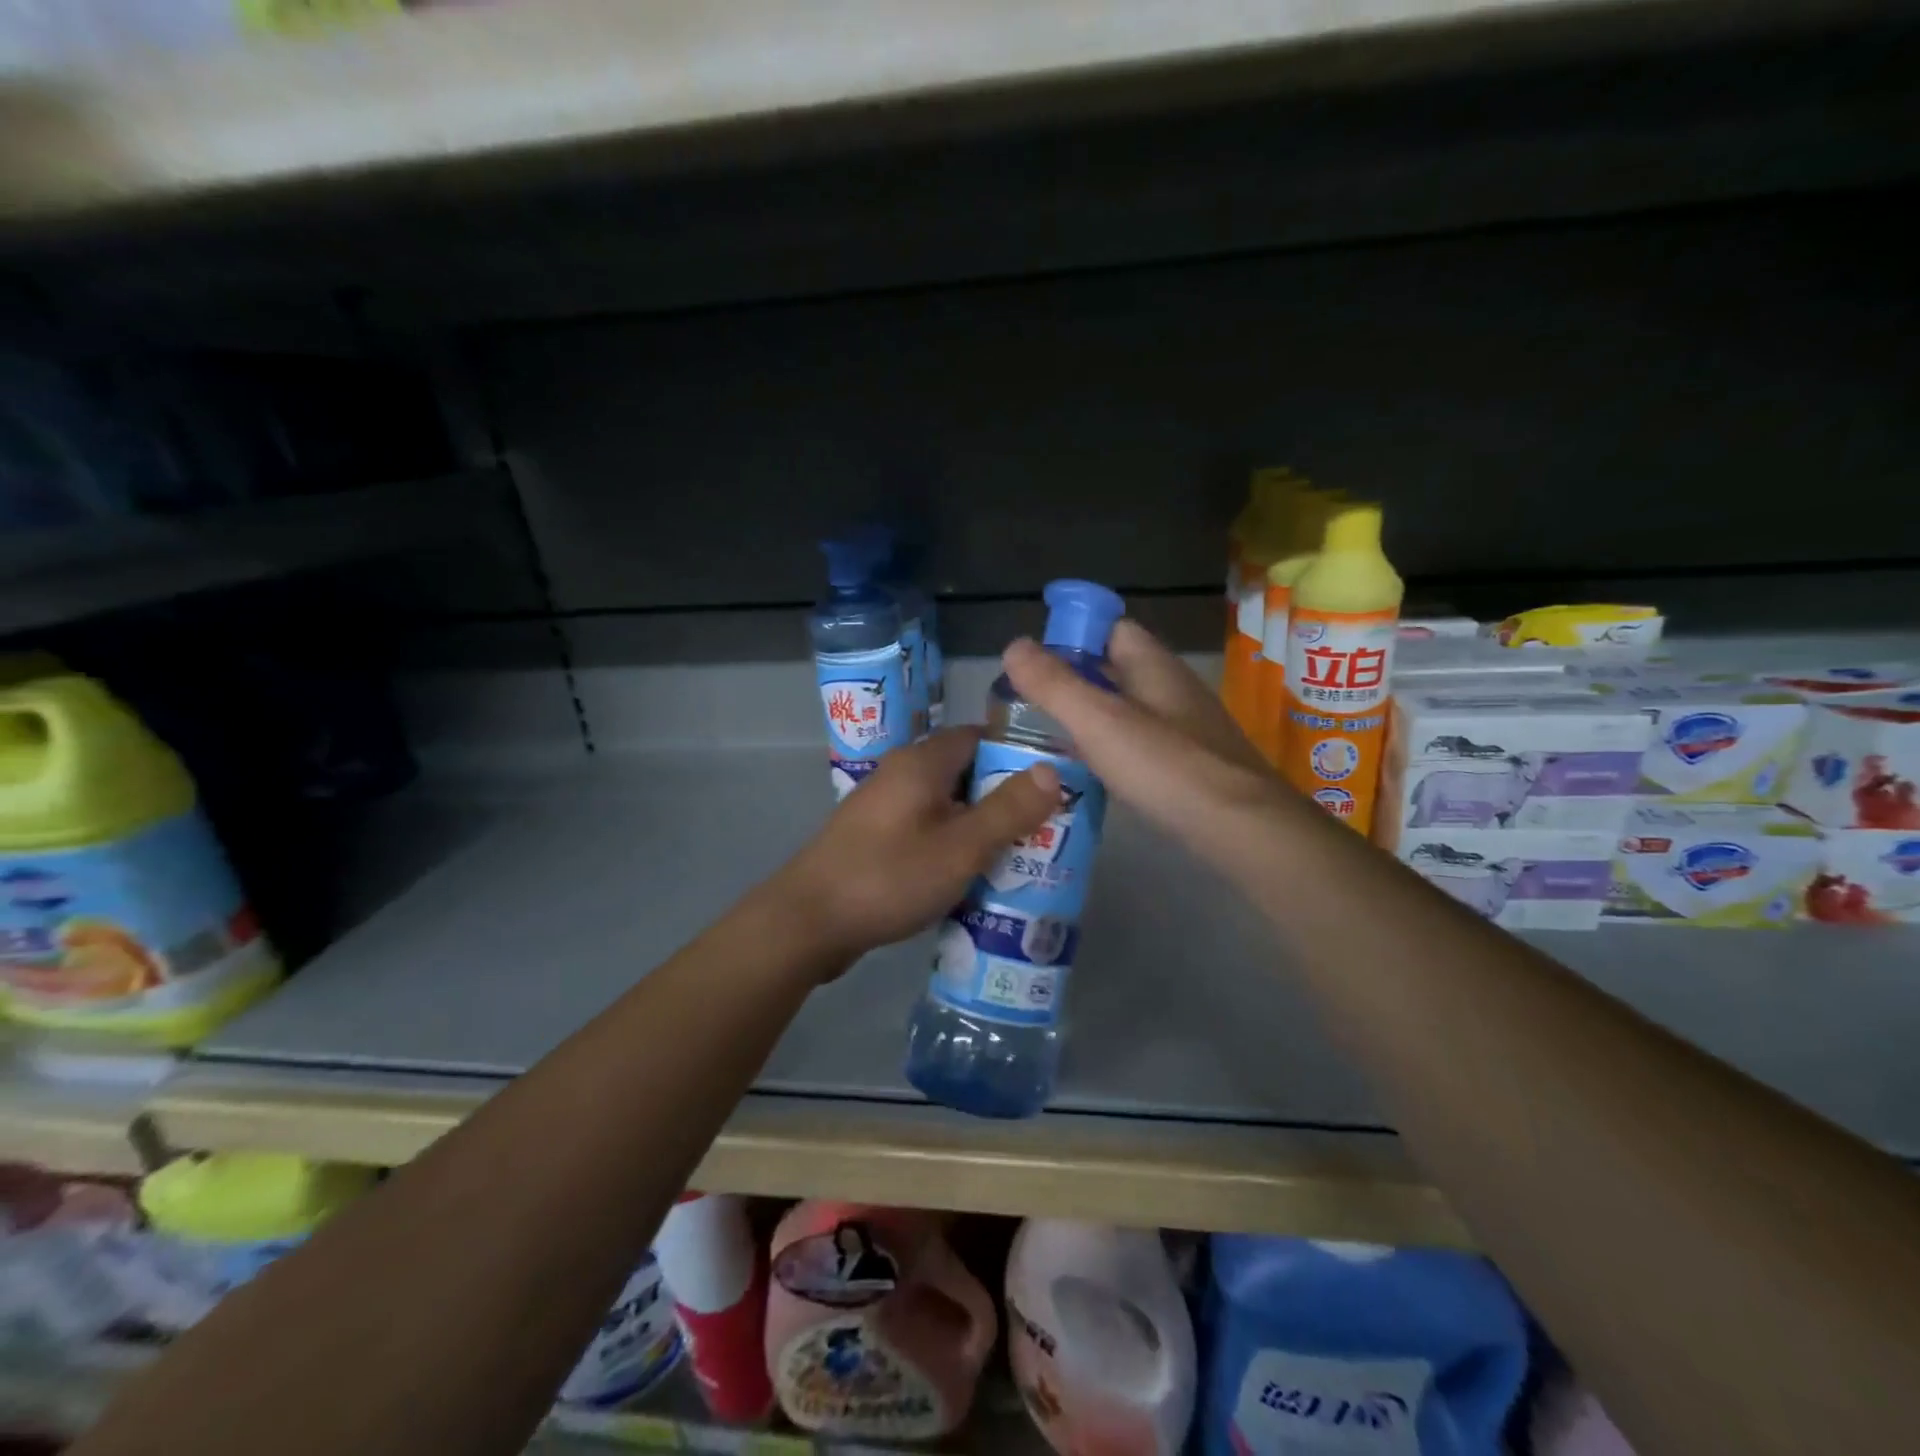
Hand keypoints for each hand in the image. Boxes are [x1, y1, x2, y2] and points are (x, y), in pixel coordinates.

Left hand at [770, 728, 1059, 970]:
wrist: (808, 922)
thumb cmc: (889, 876)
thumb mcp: (961, 847)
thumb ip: (1008, 809)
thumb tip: (1052, 770)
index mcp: (921, 762)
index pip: (980, 737)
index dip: (1019, 755)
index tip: (1053, 783)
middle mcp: (901, 774)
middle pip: (965, 771)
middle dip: (1005, 796)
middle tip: (1045, 827)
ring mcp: (884, 807)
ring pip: (946, 804)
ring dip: (980, 825)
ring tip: (1020, 854)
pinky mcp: (875, 838)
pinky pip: (926, 829)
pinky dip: (953, 844)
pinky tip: (973, 875)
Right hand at [1001, 619, 1312, 873]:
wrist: (1242, 828)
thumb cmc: (1166, 766)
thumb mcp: (1099, 722)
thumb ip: (1054, 684)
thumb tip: (1013, 645)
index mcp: (1153, 665)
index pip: (1111, 627)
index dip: (1073, 635)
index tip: (1034, 662)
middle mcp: (1172, 688)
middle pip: (1116, 668)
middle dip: (1073, 680)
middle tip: (1028, 705)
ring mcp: (1185, 726)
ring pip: (1127, 707)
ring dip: (1090, 716)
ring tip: (1048, 739)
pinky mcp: (1190, 763)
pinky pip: (1140, 742)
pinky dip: (1111, 748)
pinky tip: (1091, 772)